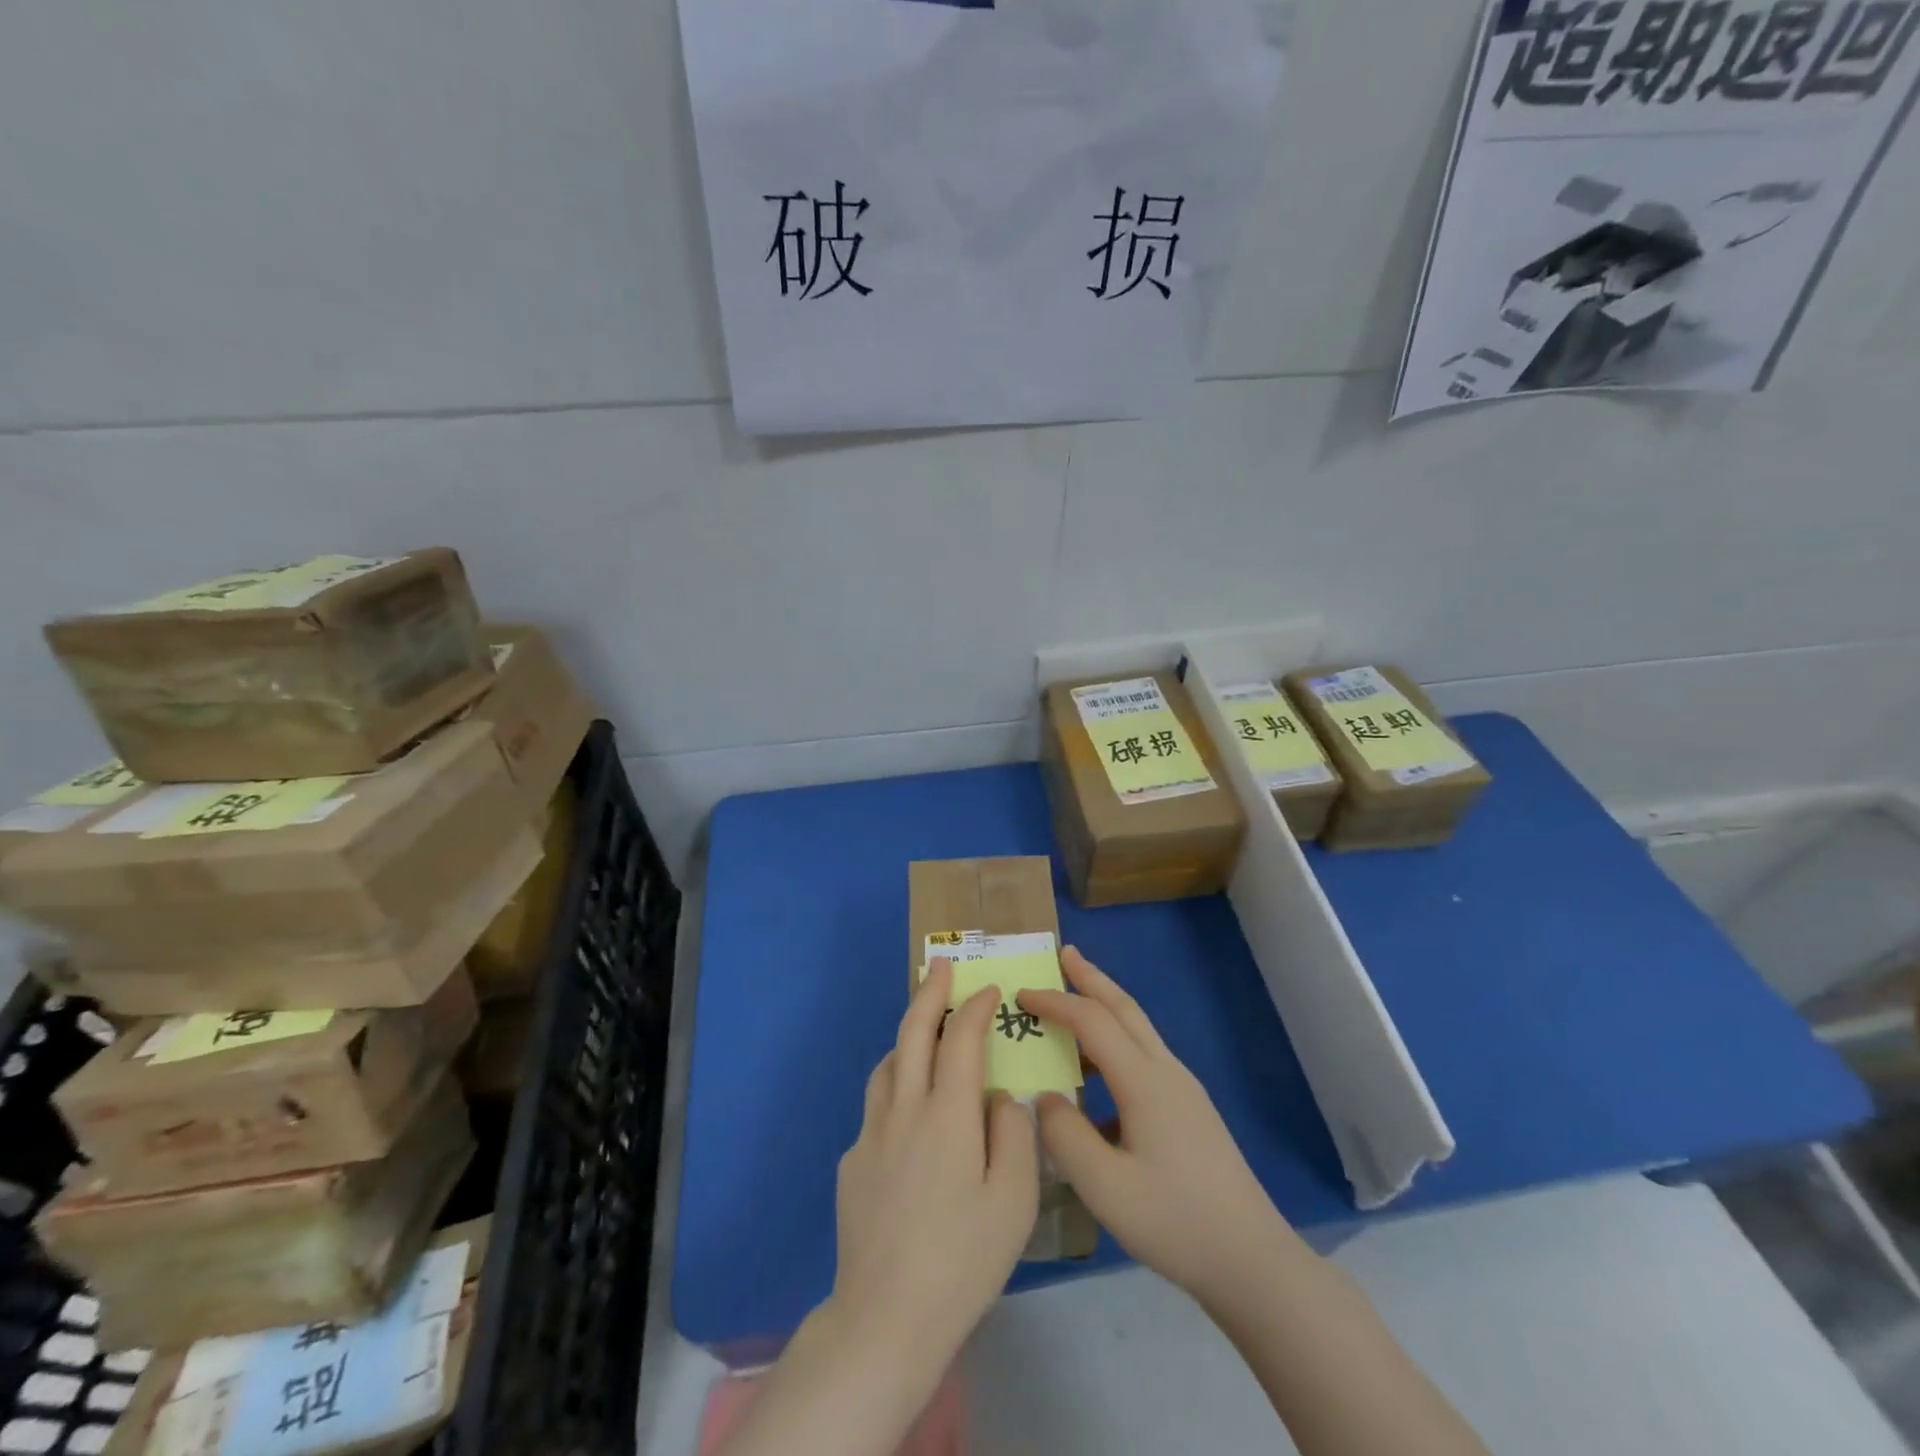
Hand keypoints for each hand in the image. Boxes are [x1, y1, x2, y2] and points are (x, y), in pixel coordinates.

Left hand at [829, 957, 1039, 1370]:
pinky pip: (877, 1107)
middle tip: (941, 965)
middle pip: (913, 1032)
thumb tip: (1001, 1097)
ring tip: (926, 1033)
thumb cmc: (963, 1260)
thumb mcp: (1014, 1201)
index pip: (960, 1039)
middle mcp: (904, 1110)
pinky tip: (911, 1119)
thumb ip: (1014, 1135)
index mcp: (947, 1114)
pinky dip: (897, 1089)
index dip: (975, 1008)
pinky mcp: (851, 1162)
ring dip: (908, 1037)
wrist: (885, 1318)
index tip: (989, 990)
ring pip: (888, 1065)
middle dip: (929, 992)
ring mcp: (871, 1134)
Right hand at [1019, 947, 1286, 1306]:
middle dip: (1091, 978)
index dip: (1054, 1002)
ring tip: (1076, 1000)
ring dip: (1105, 1005)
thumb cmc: (1174, 1221)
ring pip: (1138, 1029)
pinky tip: (1097, 1079)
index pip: (1091, 1021)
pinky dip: (1116, 1042)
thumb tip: (1045, 1098)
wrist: (1251, 1259)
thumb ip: (1064, 1136)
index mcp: (1143, 1081)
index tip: (1020, 994)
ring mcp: (1182, 1089)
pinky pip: (1144, 1057)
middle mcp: (1165, 1071)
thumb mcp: (1104, 1187)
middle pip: (1124, 1007)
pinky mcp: (1189, 1110)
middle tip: (1064, 953)